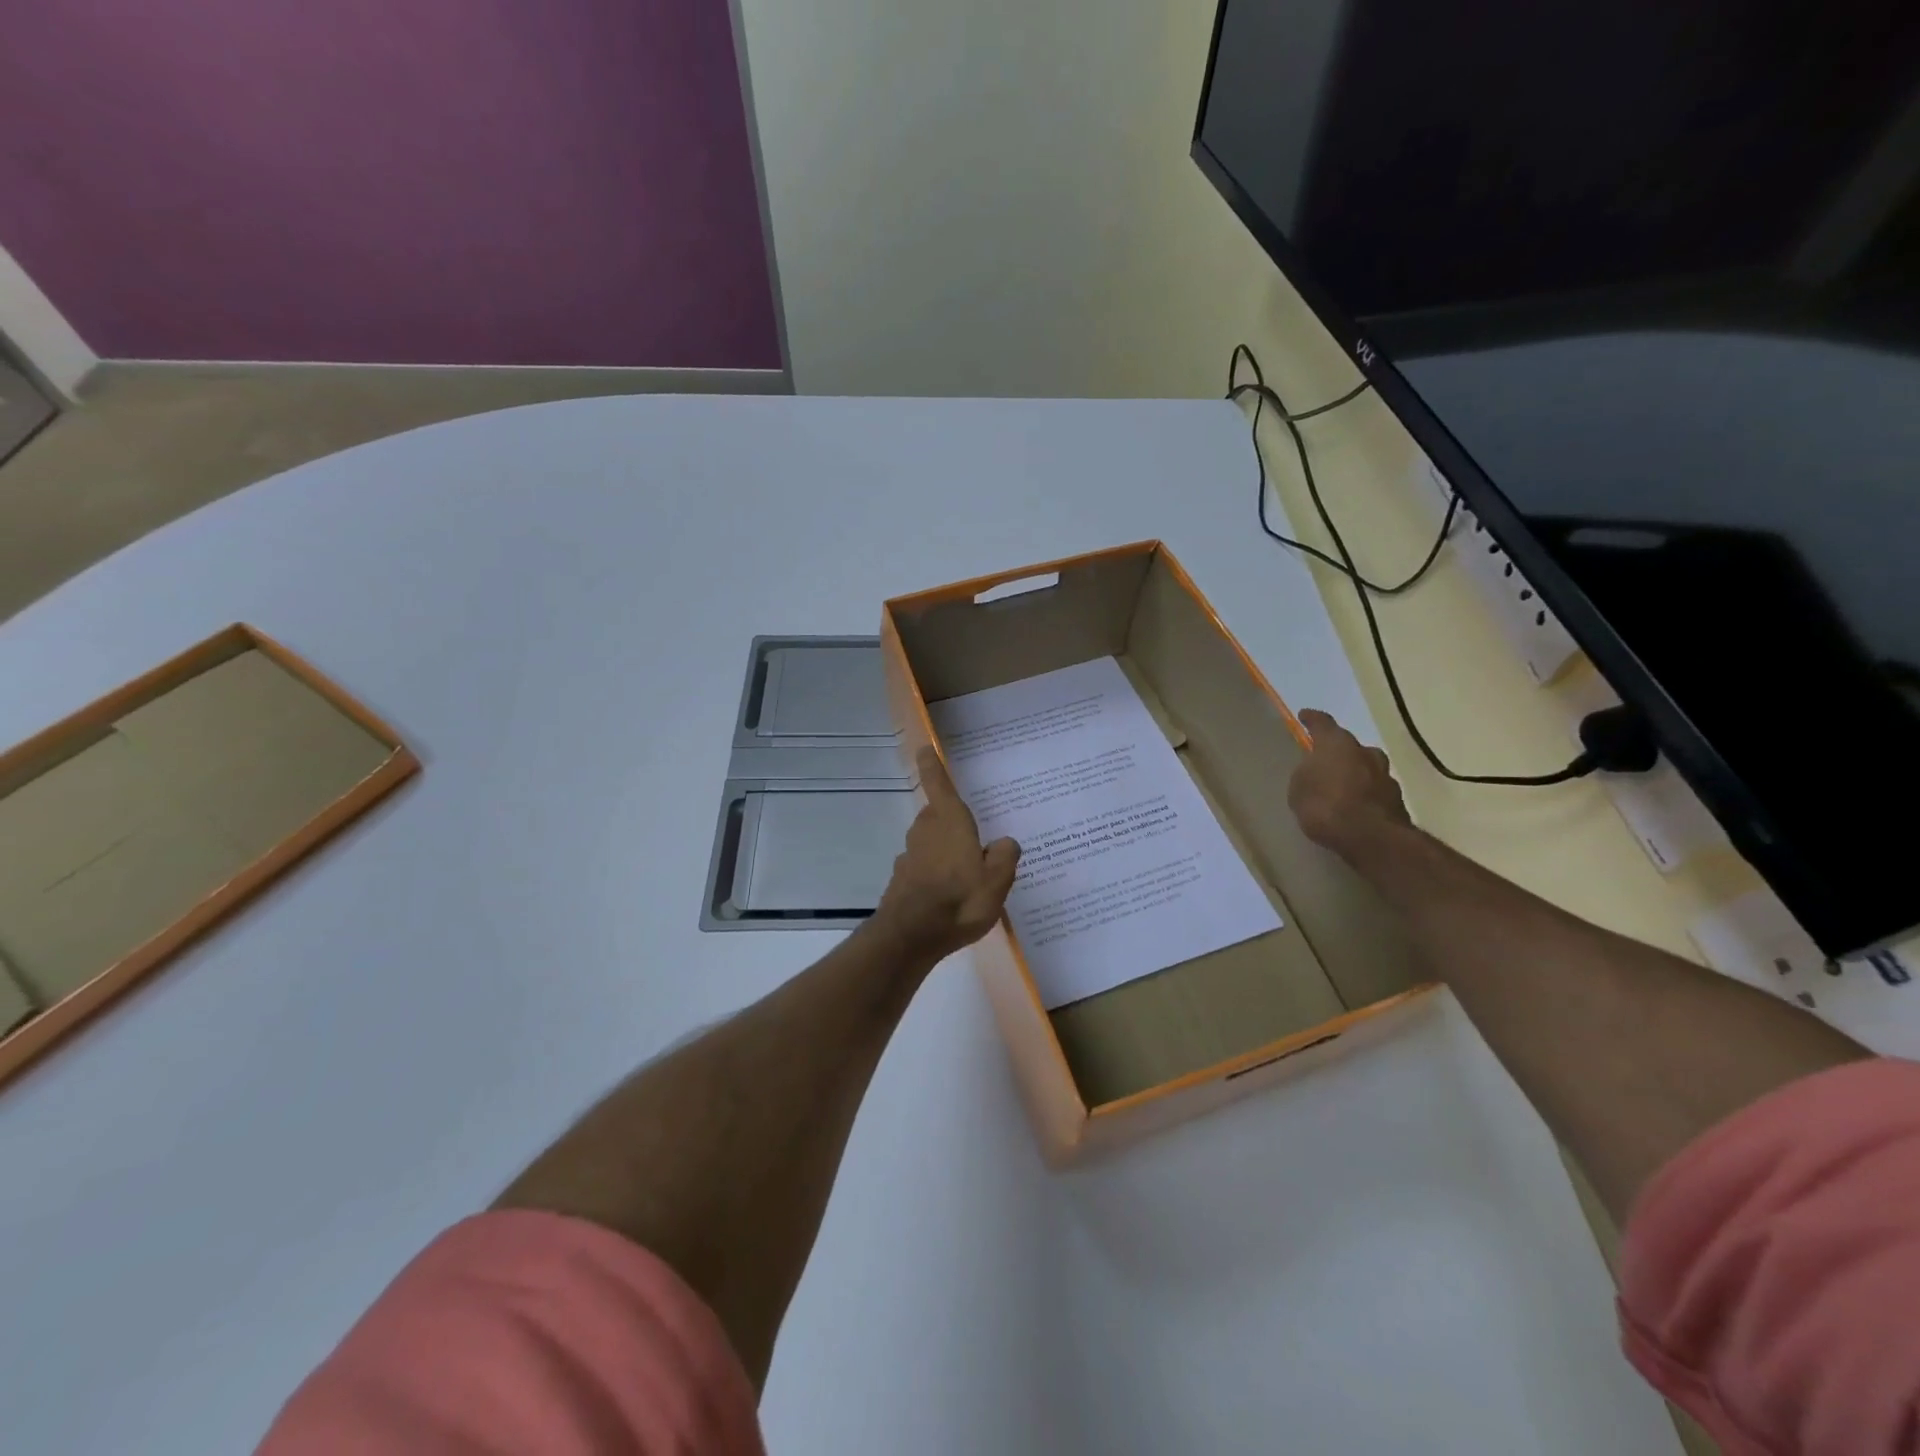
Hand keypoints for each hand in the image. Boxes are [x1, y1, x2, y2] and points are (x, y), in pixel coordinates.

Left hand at [872, 747, 1020, 962]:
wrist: (910, 936)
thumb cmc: (959, 900)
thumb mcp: (997, 879)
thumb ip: (1004, 856)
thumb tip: (1004, 842)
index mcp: (949, 821)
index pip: (939, 784)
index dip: (932, 765)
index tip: (924, 748)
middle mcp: (926, 831)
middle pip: (937, 815)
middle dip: (952, 819)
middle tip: (975, 833)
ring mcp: (910, 856)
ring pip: (930, 842)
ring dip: (945, 848)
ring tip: (968, 870)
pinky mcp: (902, 879)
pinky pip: (924, 866)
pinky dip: (935, 872)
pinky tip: (950, 894)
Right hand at [1288, 709, 1411, 857]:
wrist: (1372, 838)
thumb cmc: (1326, 805)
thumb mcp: (1299, 788)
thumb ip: (1306, 773)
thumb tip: (1314, 770)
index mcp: (1337, 744)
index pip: (1322, 723)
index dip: (1312, 719)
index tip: (1305, 715)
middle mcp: (1366, 753)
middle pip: (1350, 746)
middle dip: (1339, 752)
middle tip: (1325, 761)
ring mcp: (1385, 776)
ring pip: (1367, 768)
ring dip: (1355, 774)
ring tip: (1340, 787)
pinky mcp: (1397, 801)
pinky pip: (1374, 791)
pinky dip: (1364, 794)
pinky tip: (1354, 807)